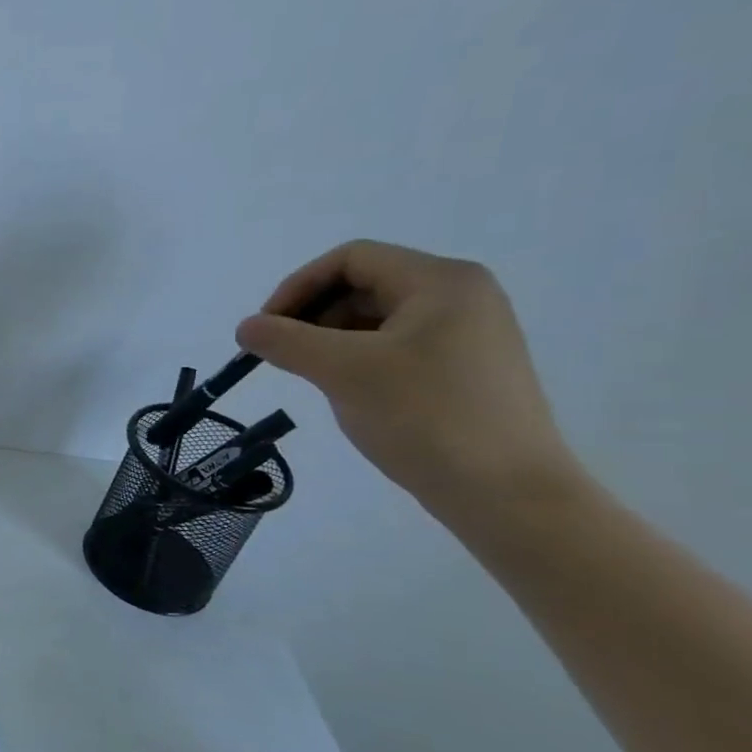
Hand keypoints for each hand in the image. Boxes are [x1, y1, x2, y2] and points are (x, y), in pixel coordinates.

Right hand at [234, 241, 581, 518]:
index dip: (297, 287)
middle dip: (312, 314)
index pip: (350, 259)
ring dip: (330, 338)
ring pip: (376, 318)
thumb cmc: (425, 416)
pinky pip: (396, 345)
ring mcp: (468, 333)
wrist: (506, 492)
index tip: (265, 329)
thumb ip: (286, 341)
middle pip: (363, 284)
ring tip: (309, 376)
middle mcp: (461, 296)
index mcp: (441, 281)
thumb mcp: (344, 371)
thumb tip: (245, 327)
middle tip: (281, 355)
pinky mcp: (465, 368)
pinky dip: (357, 358)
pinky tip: (345, 390)